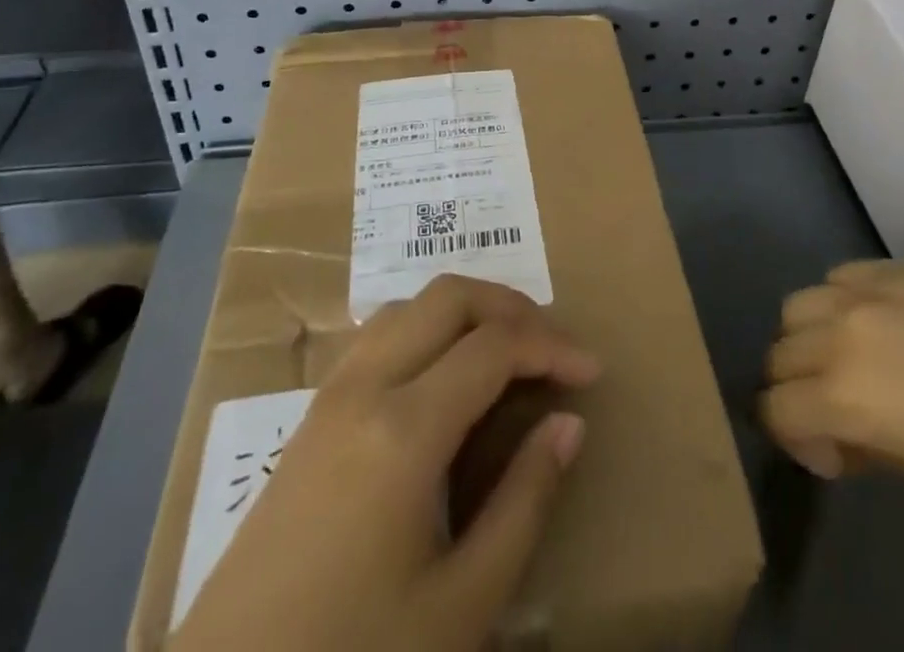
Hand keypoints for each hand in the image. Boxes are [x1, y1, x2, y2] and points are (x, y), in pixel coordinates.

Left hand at [176, 275, 599, 651]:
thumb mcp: (459, 607)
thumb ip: (523, 502)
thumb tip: (569, 423)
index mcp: (404, 428)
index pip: (494, 346)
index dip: (553, 346)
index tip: (593, 371)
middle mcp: (365, 386)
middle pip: (449, 297)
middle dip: (511, 306)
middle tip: (554, 347)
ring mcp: (330, 395)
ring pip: (409, 306)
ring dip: (466, 310)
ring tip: (507, 351)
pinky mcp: (310, 417)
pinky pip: (380, 335)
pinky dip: (427, 329)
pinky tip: (445, 377)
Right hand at [761, 260, 903, 532]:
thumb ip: (870, 448)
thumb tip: (840, 435)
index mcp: (849, 392)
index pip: (776, 406)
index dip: (794, 438)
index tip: (836, 458)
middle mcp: (844, 327)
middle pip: (780, 349)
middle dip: (798, 388)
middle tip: (845, 417)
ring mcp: (874, 287)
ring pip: (803, 303)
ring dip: (813, 338)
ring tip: (861, 365)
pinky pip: (845, 277)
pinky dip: (845, 303)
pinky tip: (890, 328)